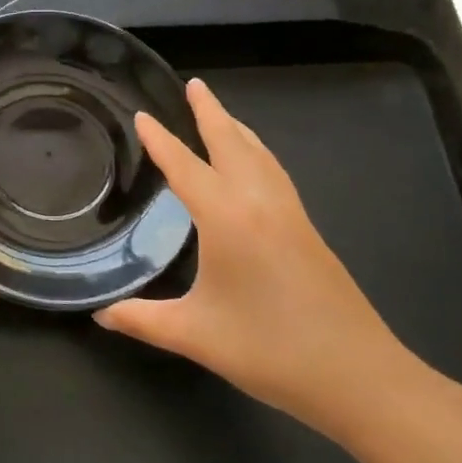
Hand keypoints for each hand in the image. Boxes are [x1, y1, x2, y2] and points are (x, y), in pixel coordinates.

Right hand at [94, 78, 415, 439]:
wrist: (361, 378)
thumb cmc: (271, 350)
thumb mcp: (195, 335)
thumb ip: (142, 320)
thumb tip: (100, 314)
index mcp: (228, 219)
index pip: (186, 167)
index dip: (161, 141)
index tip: (142, 114)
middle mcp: (260, 205)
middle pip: (232, 144)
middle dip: (210, 113)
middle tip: (194, 85)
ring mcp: (291, 216)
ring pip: (261, 156)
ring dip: (238, 129)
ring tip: (220, 113)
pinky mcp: (308, 233)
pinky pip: (276, 175)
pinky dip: (258, 154)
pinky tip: (255, 167)